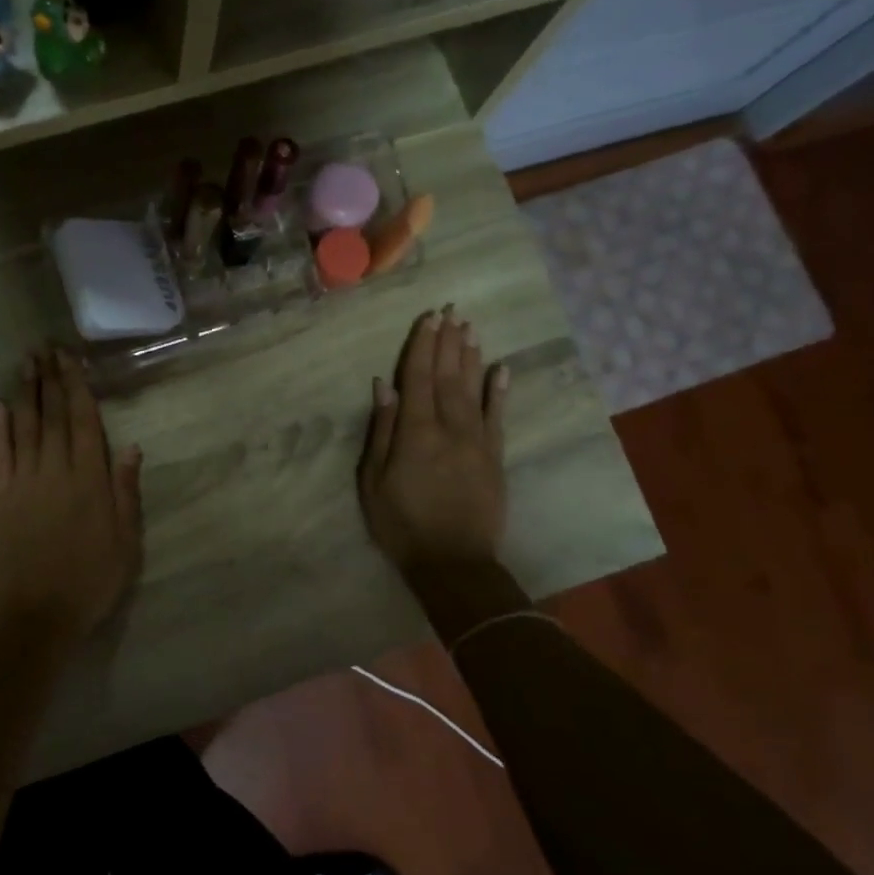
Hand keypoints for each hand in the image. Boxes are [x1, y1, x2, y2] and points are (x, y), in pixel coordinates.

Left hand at [0, 348, 143, 644]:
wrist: (35, 618)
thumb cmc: (90, 582)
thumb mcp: (126, 542)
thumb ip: (126, 492)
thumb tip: (130, 446)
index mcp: (89, 480)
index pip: (83, 421)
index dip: (76, 386)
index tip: (70, 358)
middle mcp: (55, 471)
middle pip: (51, 415)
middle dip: (49, 378)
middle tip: (44, 347)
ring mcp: (23, 482)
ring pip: (24, 427)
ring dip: (25, 392)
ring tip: (25, 363)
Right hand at [358, 306, 509, 575]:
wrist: (454, 563)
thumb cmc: (401, 524)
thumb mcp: (374, 481)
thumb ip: (382, 430)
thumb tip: (384, 386)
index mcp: (416, 432)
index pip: (419, 378)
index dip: (422, 346)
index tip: (428, 318)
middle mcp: (450, 427)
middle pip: (448, 376)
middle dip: (447, 342)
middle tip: (451, 311)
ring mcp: (477, 440)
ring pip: (473, 389)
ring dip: (470, 356)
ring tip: (469, 328)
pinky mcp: (495, 456)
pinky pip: (498, 416)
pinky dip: (499, 390)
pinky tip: (500, 368)